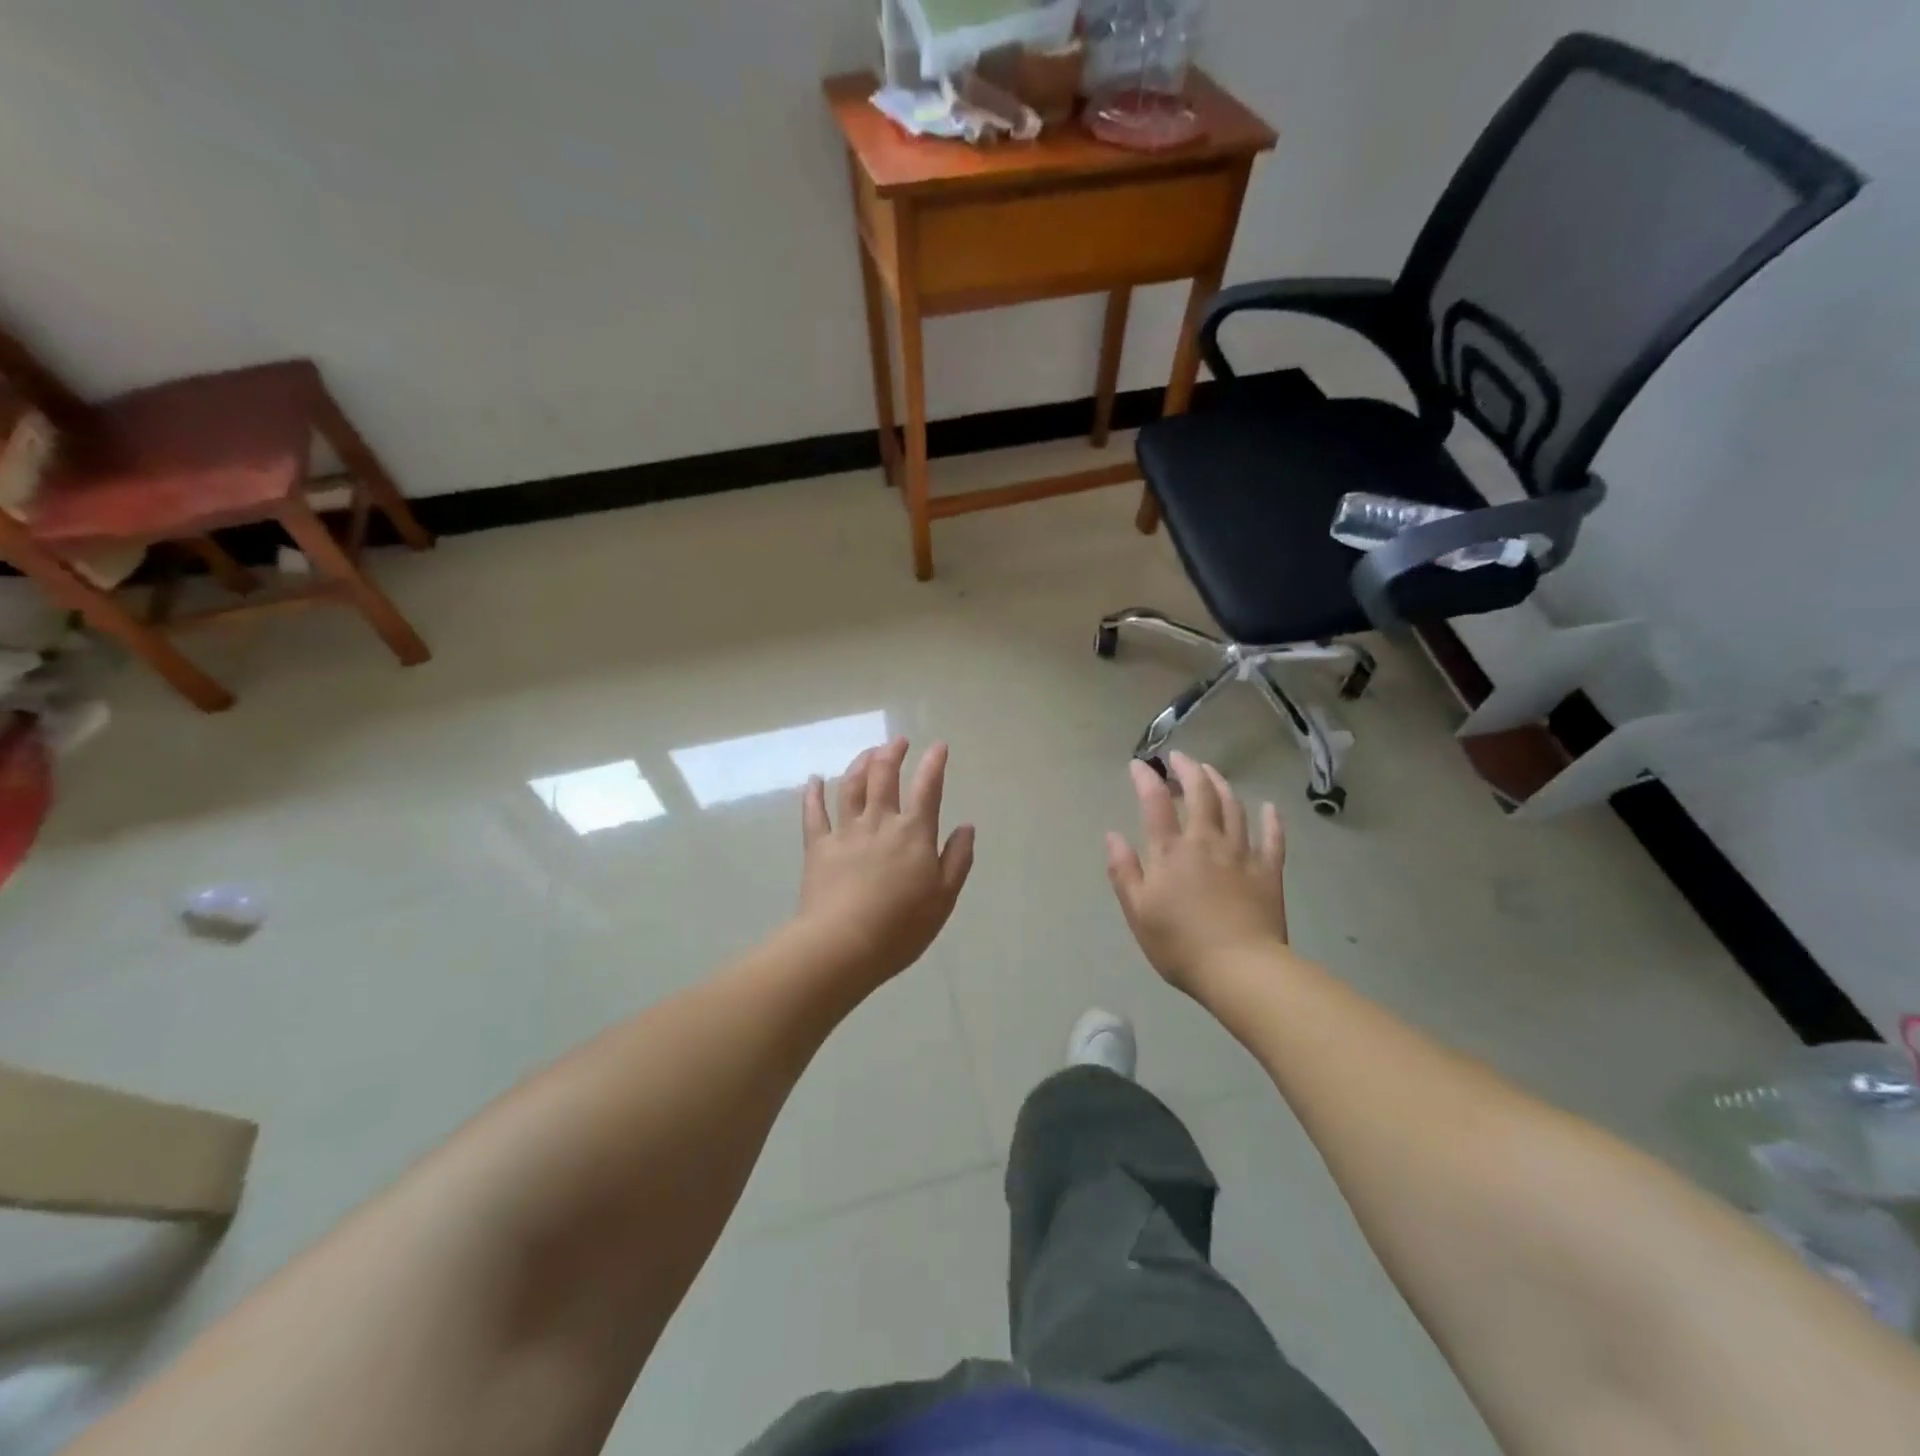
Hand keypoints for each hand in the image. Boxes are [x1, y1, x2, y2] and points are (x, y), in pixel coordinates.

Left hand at [796, 738, 974, 987]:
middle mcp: (879, 822)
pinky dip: (813, 793)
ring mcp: (845, 831)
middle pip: (885, 776)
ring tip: (868, 752)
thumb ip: (957, 859)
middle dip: (893, 753)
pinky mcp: (817, 846)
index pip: (928, 788)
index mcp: (914, 833)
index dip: (934, 764)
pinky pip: (814, 812)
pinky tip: (814, 780)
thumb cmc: (901, 926)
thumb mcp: (944, 898)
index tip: (938, 746)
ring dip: (860, 763)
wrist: (843, 944)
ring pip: (851, 786)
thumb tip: (966, 827)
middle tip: (898, 742)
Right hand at [1105, 752, 1287, 994]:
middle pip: (1201, 794)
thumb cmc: (1180, 945)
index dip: (1147, 778)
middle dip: (1189, 770)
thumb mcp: (1138, 911)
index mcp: (1171, 852)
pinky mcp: (1268, 872)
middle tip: (1180, 758)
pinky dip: (1271, 820)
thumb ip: (1124, 870)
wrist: (1240, 970)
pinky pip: (1272, 838)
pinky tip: (1269, 808)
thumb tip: (1113, 835)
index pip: (1156, 802)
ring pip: (1233, 808)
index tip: (1139, 764)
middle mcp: (1207, 842)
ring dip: (1221, 785)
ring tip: (1211, 773)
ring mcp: (1242, 854)